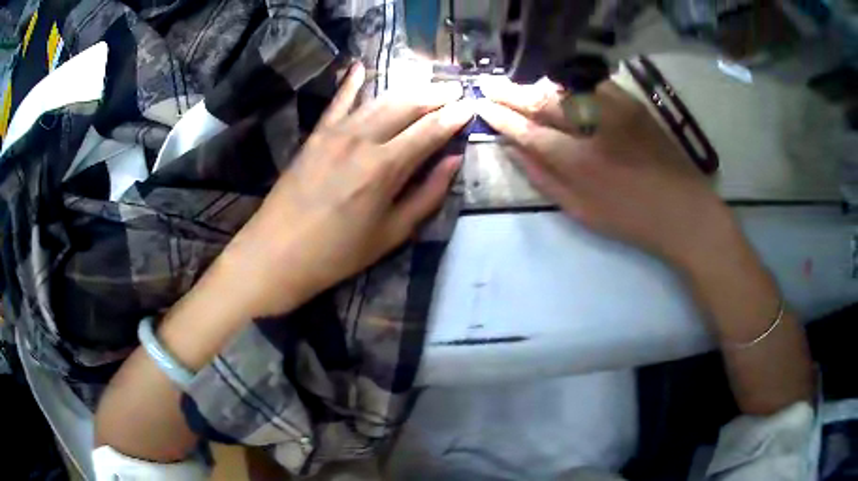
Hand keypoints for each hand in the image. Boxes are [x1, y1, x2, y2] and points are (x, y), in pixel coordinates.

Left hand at [212, 63, 472, 316]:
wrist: (277, 253)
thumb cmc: (338, 253)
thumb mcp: (392, 234)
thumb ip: (427, 195)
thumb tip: (454, 161)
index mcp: (385, 167)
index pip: (429, 131)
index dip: (453, 117)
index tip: (471, 106)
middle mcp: (362, 140)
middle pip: (406, 106)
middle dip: (435, 96)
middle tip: (454, 92)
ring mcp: (335, 133)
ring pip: (378, 100)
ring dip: (406, 90)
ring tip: (427, 85)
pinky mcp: (315, 135)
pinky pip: (337, 103)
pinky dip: (350, 83)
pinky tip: (359, 67)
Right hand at [477, 77, 741, 272]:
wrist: (684, 211)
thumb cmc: (631, 220)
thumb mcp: (582, 211)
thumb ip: (544, 179)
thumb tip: (513, 150)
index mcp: (579, 161)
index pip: (528, 131)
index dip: (502, 117)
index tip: (484, 107)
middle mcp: (594, 127)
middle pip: (543, 101)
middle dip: (512, 92)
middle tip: (490, 86)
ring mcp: (616, 109)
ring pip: (565, 86)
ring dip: (536, 84)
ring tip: (518, 85)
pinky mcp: (632, 102)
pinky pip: (592, 83)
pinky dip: (568, 82)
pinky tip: (557, 84)